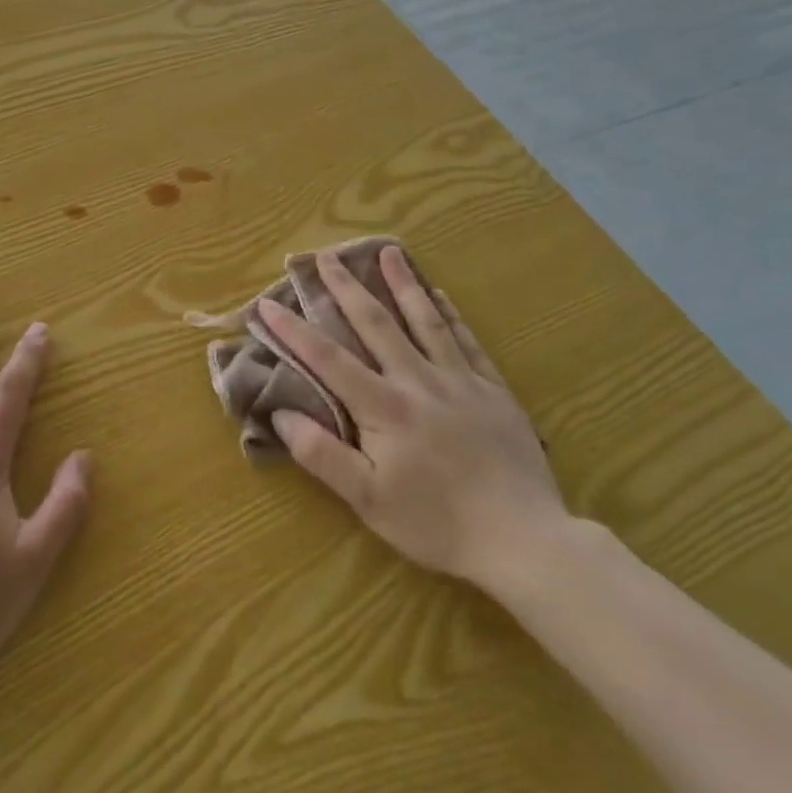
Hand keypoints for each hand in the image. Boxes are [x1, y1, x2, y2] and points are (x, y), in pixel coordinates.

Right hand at [260, 246, 565, 593]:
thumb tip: (280, 415)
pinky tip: (440, 295)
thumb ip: (321, 455)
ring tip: (388, 252)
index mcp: (383, 406)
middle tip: (326, 255)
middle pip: (376, 323)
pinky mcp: (493, 390)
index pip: (328, 358)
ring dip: (402, 284)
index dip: (294, 330)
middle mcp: (417, 380)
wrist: (524, 540)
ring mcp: (459, 381)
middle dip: (346, 287)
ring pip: (425, 320)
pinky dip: (450, 314)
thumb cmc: (437, 524)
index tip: (267, 304)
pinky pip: (467, 341)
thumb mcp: (368, 500)